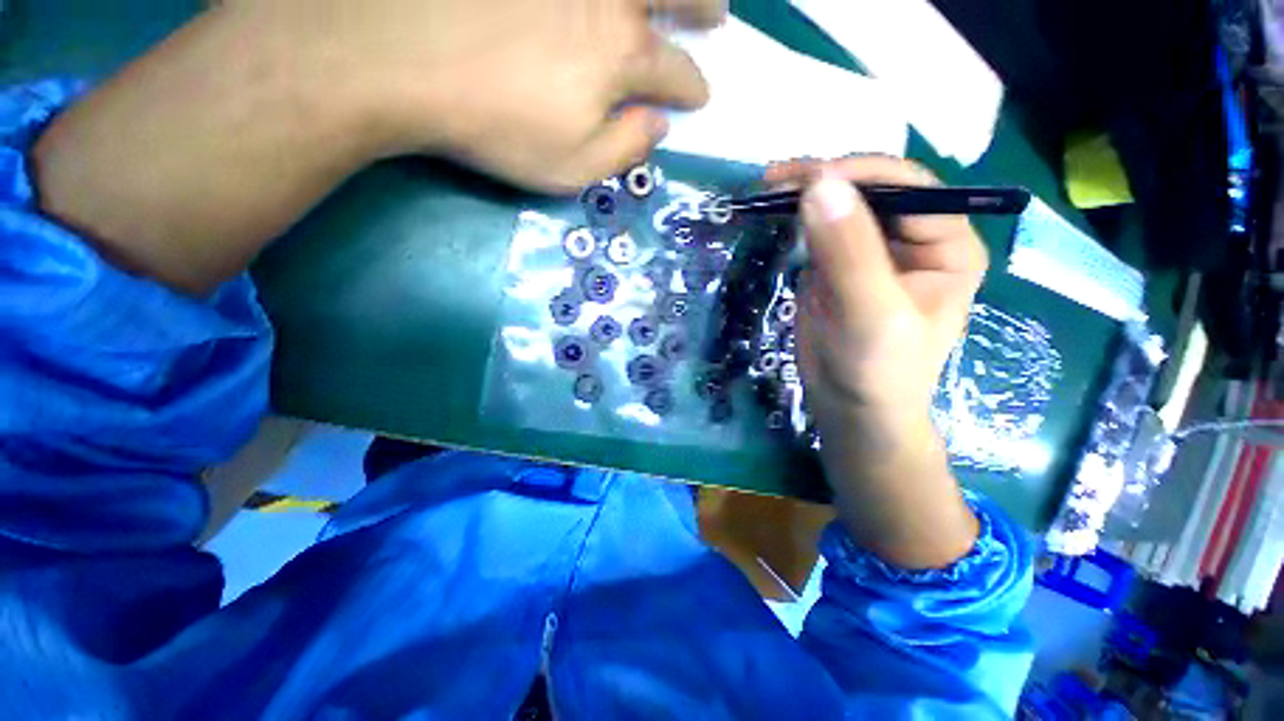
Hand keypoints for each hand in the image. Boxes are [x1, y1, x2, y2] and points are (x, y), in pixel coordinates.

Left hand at [224, 0, 723, 192]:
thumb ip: (625, 150)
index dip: (693, 88)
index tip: (699, 97)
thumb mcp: (572, 167)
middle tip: (716, 13)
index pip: (677, 74)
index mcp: (623, 57)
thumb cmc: (496, 126)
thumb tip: (658, 126)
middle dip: (703, 8)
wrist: (399, 56)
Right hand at [765, 157, 986, 568]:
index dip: (858, 175)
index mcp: (946, 245)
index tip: (805, 179)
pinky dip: (796, 219)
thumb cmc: (878, 370)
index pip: (907, 188)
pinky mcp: (838, 265)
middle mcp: (914, 239)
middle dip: (827, 179)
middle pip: (872, 190)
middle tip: (775, 179)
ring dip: (807, 195)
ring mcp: (872, 251)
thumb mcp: (870, 313)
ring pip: (842, 206)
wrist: (851, 407)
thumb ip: (848, 252)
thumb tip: (819, 185)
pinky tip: (775, 213)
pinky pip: (820, 230)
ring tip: (769, 189)